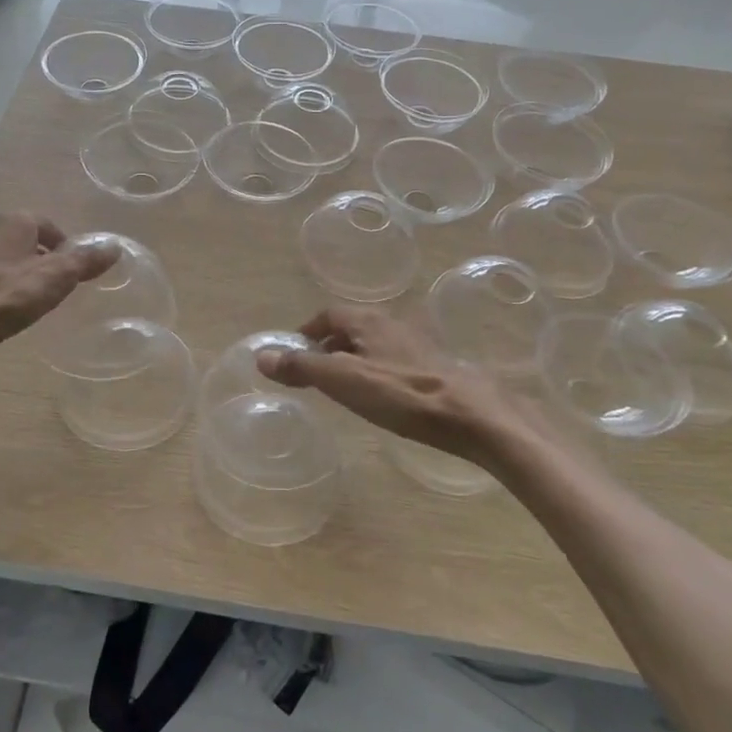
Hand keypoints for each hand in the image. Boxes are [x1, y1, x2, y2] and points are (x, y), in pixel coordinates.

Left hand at [0, 213, 118, 363]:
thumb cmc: (4, 295)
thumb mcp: (55, 279)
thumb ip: (84, 262)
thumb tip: (115, 246)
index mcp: (16, 221)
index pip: (49, 226)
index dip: (65, 248)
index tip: (72, 273)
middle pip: (25, 241)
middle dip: (40, 261)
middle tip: (53, 288)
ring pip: (2, 259)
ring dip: (16, 275)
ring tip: (27, 302)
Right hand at [257, 307, 531, 468]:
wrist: (470, 416)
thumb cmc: (400, 394)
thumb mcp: (342, 381)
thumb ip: (301, 368)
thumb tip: (260, 356)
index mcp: (367, 320)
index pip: (328, 315)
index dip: (307, 332)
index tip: (293, 354)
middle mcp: (392, 324)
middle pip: (351, 327)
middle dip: (329, 345)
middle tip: (314, 373)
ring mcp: (417, 345)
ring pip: (374, 345)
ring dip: (354, 359)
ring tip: (343, 387)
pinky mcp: (435, 368)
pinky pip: (393, 362)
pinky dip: (377, 372)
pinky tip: (381, 398)